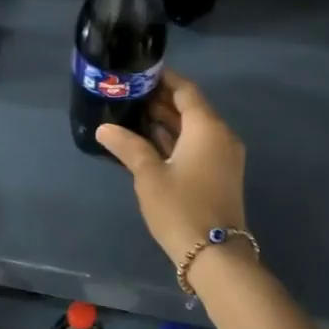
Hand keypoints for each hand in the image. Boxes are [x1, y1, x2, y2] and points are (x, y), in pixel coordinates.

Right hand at [94, 72, 247, 264]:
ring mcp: (224, 157)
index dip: (164, 80)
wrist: (214, 255)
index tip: (140, 73)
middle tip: (129, 95)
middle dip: (162, 101)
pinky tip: (149, 142)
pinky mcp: (220, 175)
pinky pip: (198, 146)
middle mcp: (221, 136)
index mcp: (207, 127)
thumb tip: (104, 129)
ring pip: (194, 129)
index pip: (186, 90)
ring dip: (167, 122)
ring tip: (133, 115)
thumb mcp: (149, 176)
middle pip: (191, 108)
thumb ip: (128, 147)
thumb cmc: (180, 208)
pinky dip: (176, 140)